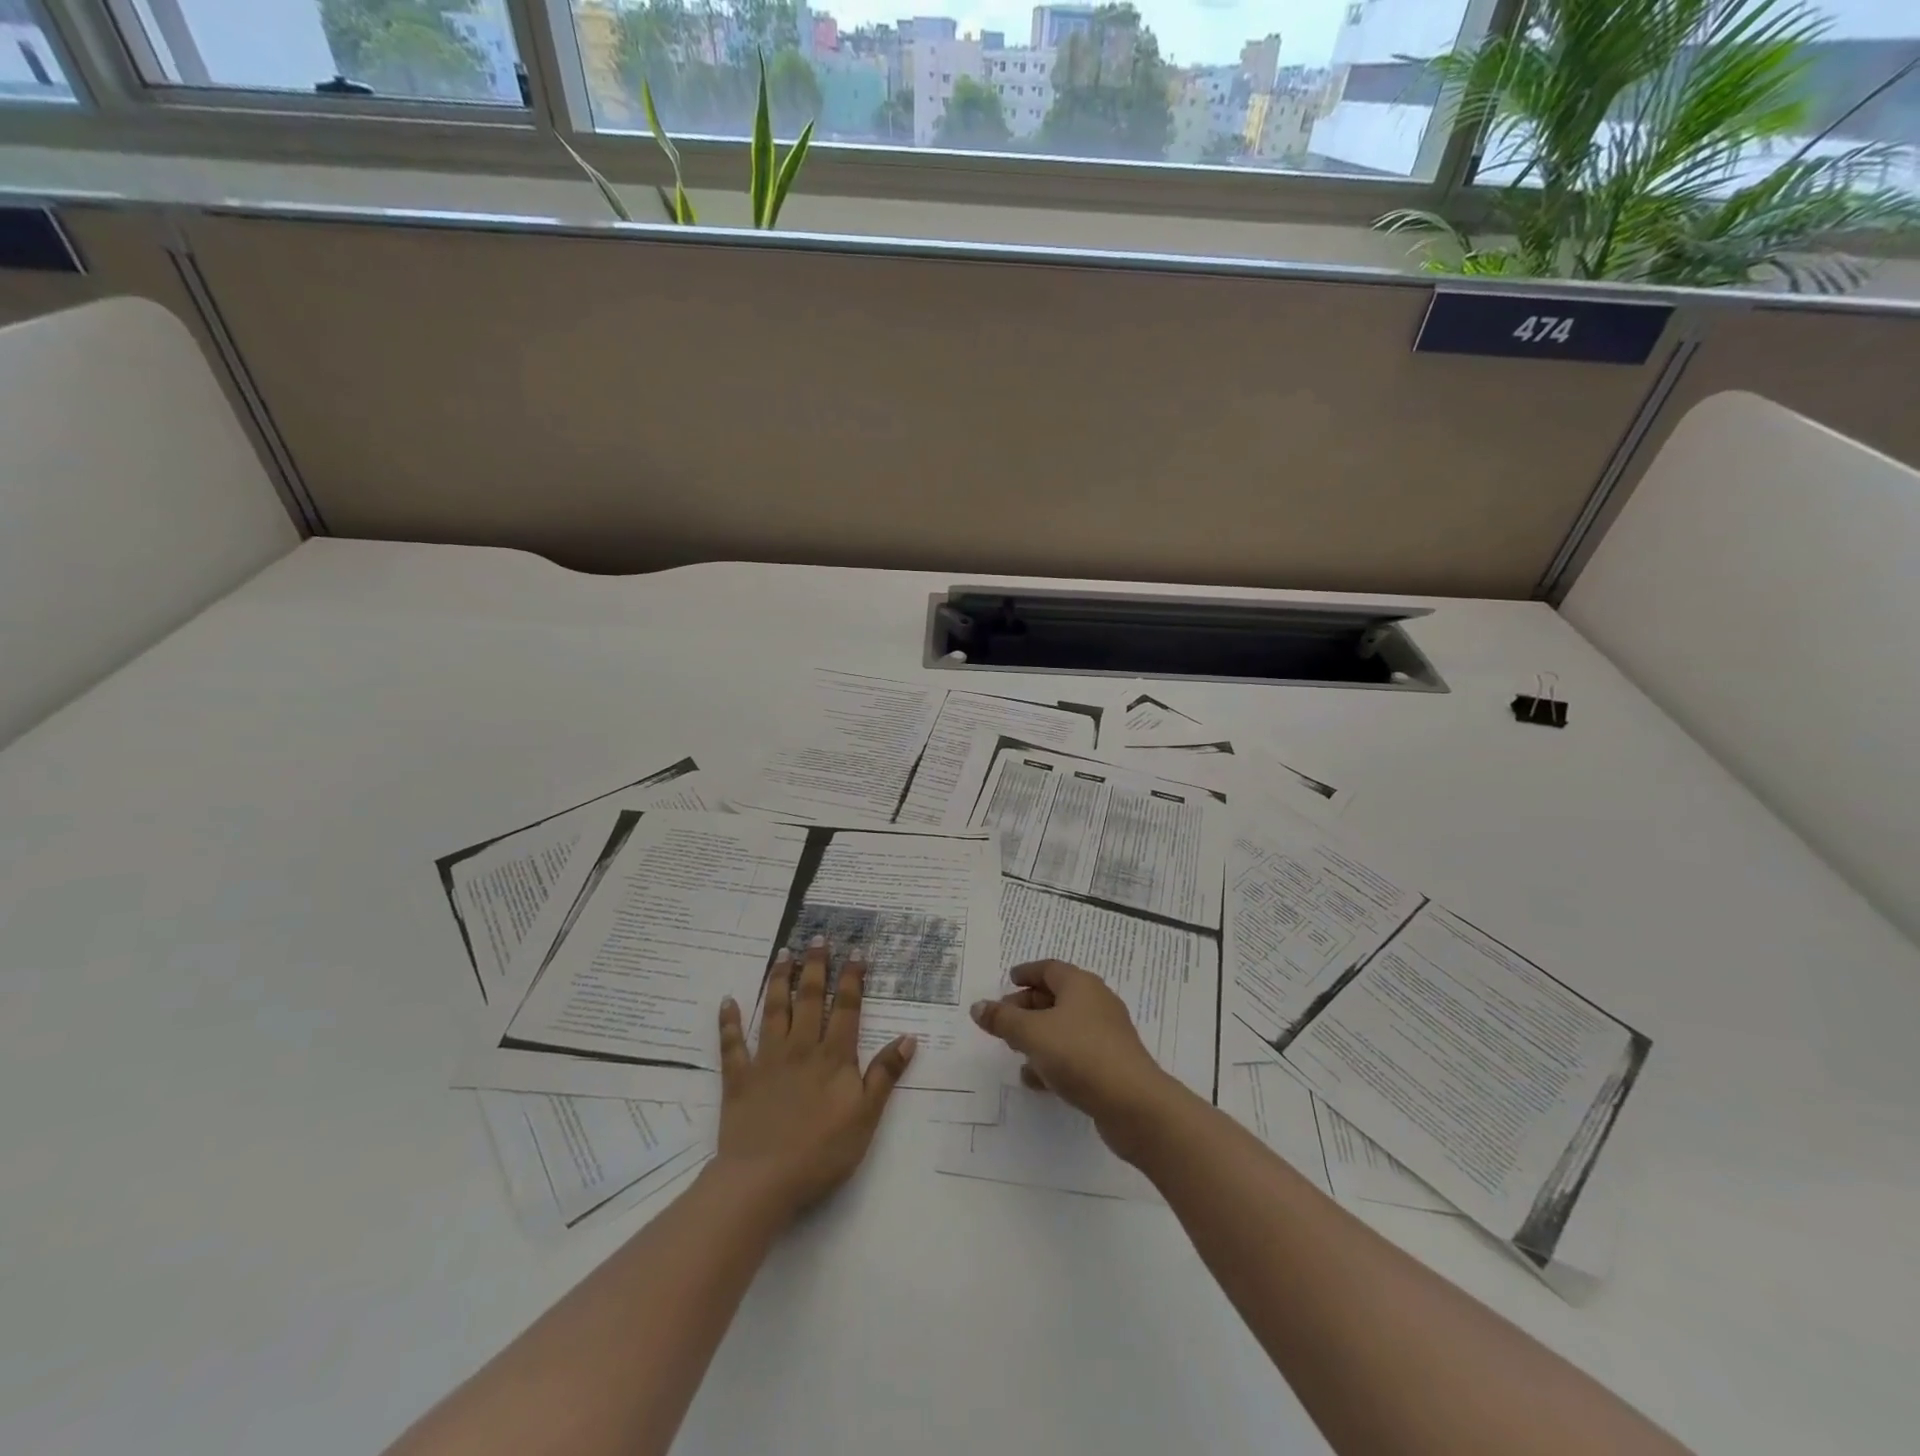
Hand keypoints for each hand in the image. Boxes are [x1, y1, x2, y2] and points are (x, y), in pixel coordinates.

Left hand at [714, 938, 915, 1221]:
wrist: (763, 1180)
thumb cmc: (822, 1151)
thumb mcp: (866, 1116)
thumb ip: (885, 1074)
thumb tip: (908, 1037)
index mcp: (833, 1057)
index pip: (846, 1008)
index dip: (852, 978)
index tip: (856, 951)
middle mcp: (800, 1048)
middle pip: (809, 999)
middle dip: (815, 966)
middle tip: (817, 937)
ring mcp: (767, 1061)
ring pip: (774, 1011)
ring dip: (779, 980)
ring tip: (783, 953)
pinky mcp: (739, 1079)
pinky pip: (732, 1045)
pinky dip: (729, 1022)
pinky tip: (728, 1001)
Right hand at [969, 959, 1178, 1159]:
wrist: (1133, 1103)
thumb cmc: (1079, 1055)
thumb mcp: (1032, 1033)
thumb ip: (1003, 1020)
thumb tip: (978, 1006)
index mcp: (1080, 984)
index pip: (1049, 968)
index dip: (1026, 973)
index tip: (1008, 980)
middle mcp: (1096, 1003)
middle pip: (1056, 996)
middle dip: (1027, 1006)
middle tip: (1003, 1019)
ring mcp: (1105, 1035)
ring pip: (1064, 1027)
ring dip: (1038, 1035)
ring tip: (1013, 1049)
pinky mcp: (1109, 1064)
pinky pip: (1075, 1053)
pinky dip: (1053, 1059)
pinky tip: (1035, 1078)